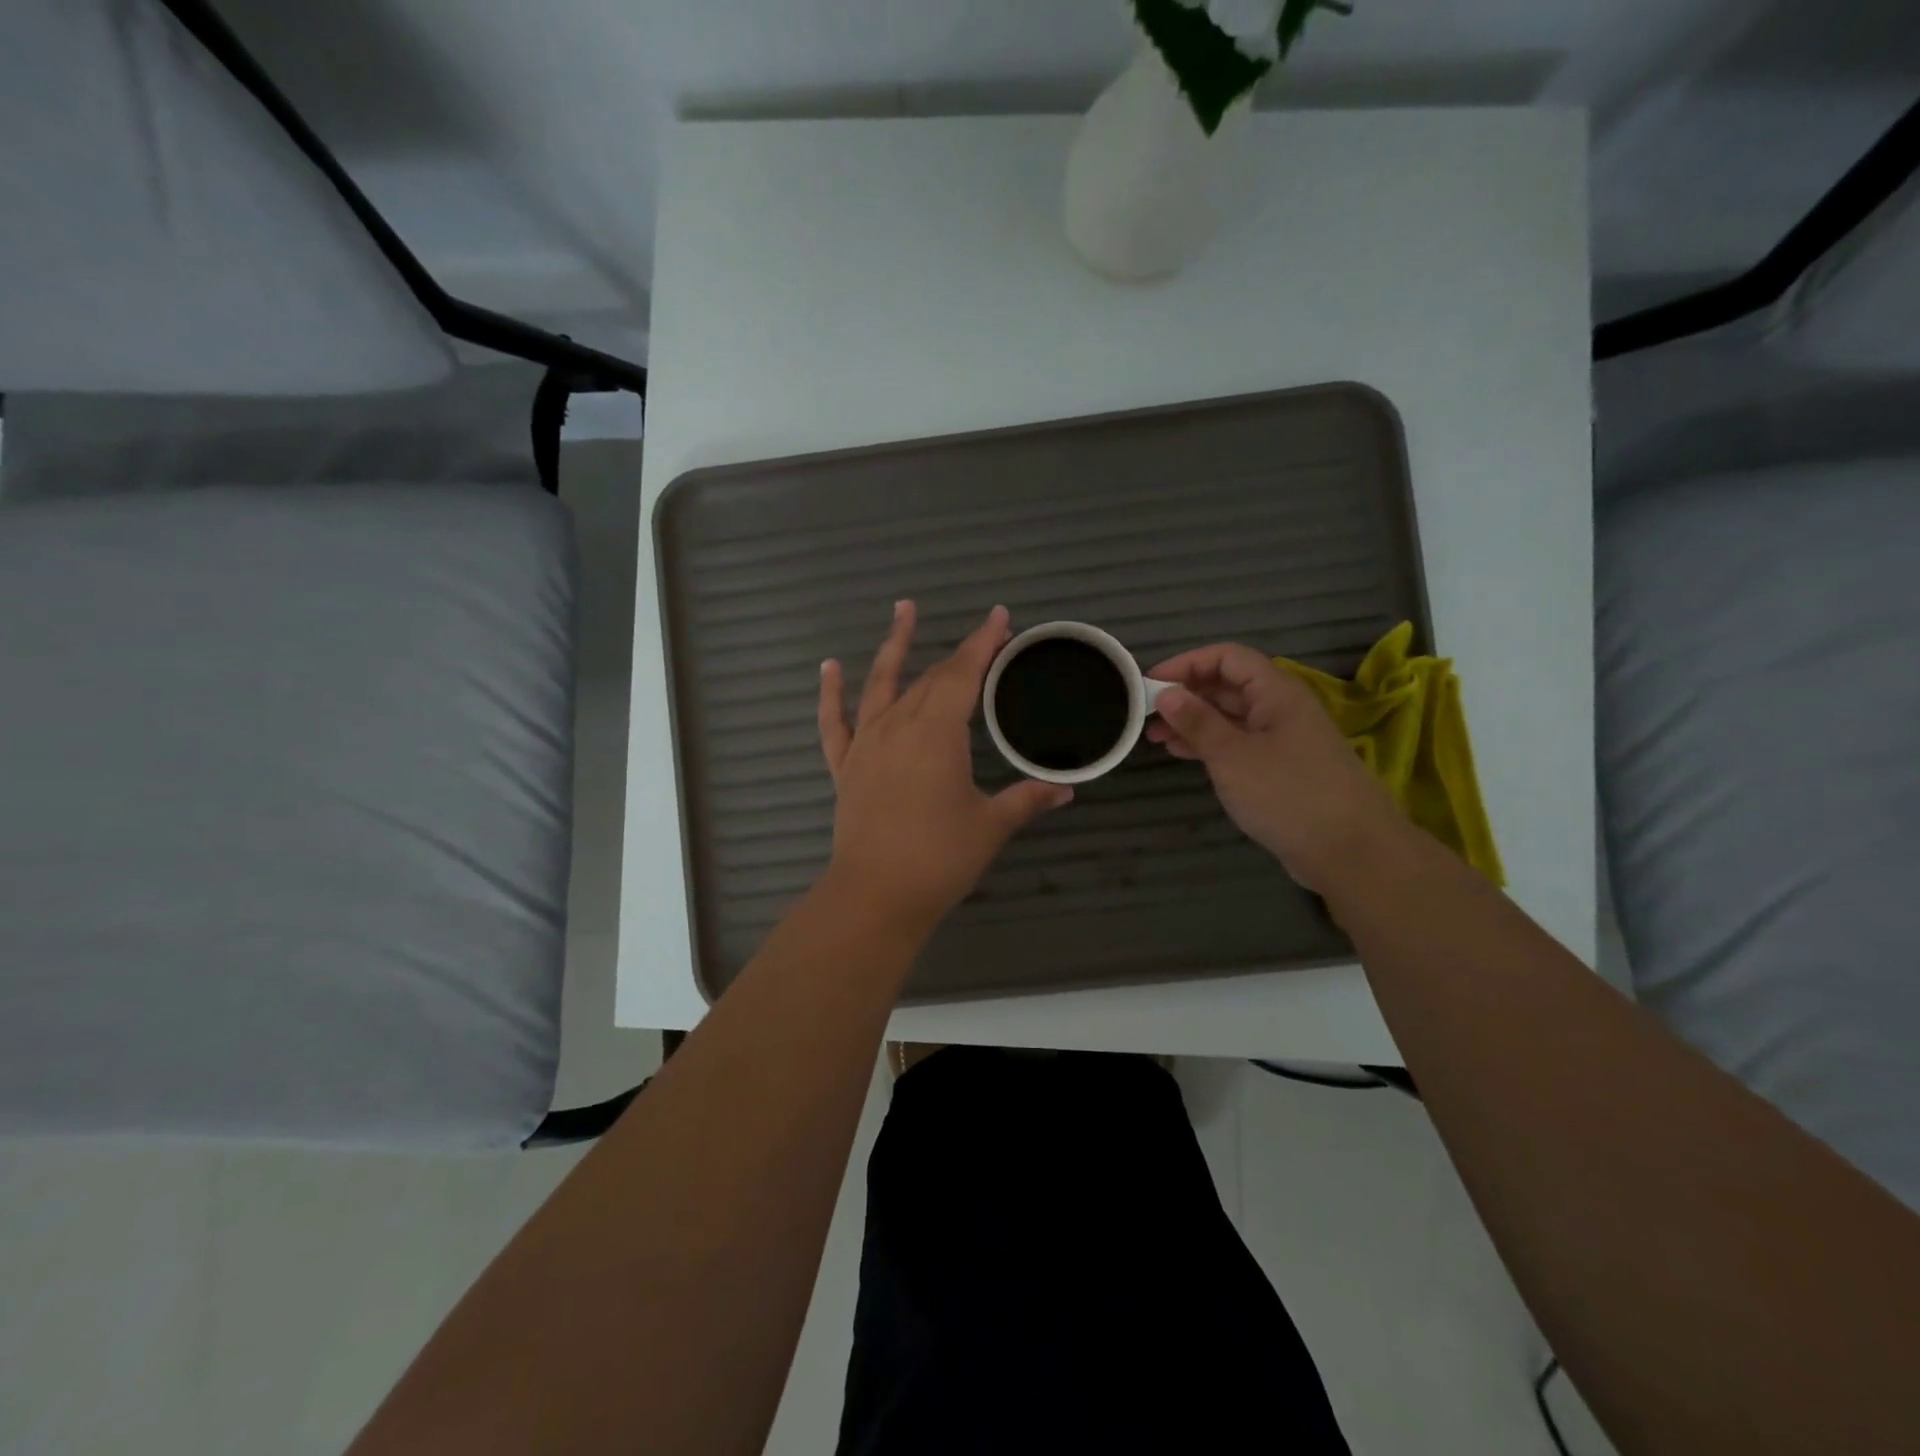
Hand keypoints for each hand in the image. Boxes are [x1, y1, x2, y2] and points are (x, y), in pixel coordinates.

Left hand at [819, 602, 1071, 937]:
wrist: (876, 895)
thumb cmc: (939, 858)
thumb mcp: (991, 826)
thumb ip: (1027, 800)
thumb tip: (1066, 789)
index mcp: (938, 733)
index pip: (964, 674)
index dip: (983, 643)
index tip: (999, 617)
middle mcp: (899, 725)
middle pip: (931, 677)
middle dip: (960, 653)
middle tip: (984, 638)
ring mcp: (867, 743)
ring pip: (880, 683)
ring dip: (894, 645)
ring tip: (902, 608)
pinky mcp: (845, 766)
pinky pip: (834, 722)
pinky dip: (831, 693)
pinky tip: (830, 667)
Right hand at [1145, 643, 1402, 891]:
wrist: (1350, 851)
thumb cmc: (1288, 794)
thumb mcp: (1232, 756)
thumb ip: (1197, 721)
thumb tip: (1166, 693)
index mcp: (1276, 692)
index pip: (1226, 657)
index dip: (1186, 663)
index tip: (1148, 683)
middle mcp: (1279, 708)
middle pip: (1227, 685)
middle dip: (1185, 694)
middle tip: (1145, 713)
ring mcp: (1281, 739)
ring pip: (1229, 716)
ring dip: (1192, 721)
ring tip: (1154, 736)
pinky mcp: (1279, 768)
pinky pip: (1237, 743)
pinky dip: (1208, 744)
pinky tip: (1181, 753)